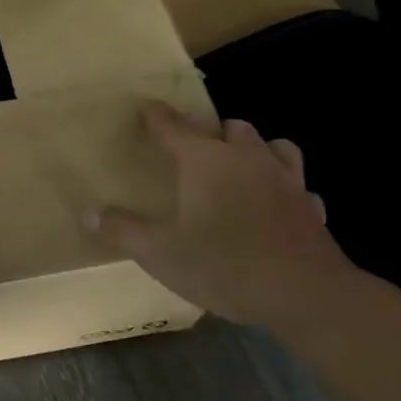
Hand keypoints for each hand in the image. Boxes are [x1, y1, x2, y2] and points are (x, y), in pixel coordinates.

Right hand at [89, 101, 353, 330]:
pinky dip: (285, 189)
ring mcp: (286, 180)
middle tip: (196, 152)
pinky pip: (299, 186)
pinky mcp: (311, 207)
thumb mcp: (160, 253)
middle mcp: (247, 158)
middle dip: (212, 132)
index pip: (173, 126)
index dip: (156, 116)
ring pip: (273, 146)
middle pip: (231, 127)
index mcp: (205, 161)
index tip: (146, 107)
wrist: (305, 294)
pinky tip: (278, 206)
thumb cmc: (225, 265)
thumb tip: (88, 212)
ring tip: (242, 167)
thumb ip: (123, 230)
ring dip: (256, 150)